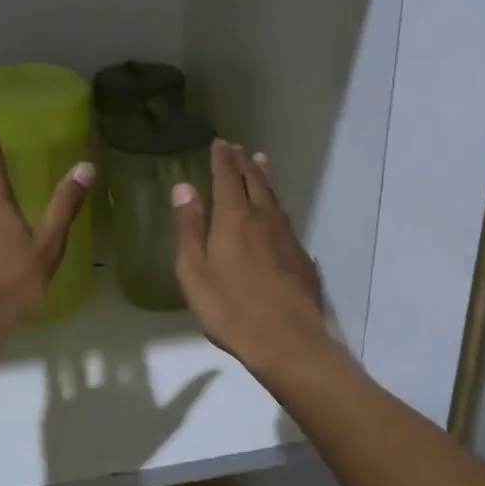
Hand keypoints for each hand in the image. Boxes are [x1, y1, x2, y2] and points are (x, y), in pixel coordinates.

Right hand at [172, 141, 333, 374]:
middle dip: (244, 163)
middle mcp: (263, 219)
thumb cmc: (229, 309)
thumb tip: (183, 186)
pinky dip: (276, 207)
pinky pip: (285, 221)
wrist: (286, 341)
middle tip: (238, 148)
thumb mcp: (194, 271)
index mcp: (234, 219)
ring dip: (264, 179)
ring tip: (260, 164)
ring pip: (274, 199)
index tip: (220, 143)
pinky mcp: (301, 257)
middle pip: (255, 182)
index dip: (222, 159)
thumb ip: (189, 228)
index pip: (227, 178)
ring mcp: (287, 237)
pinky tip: (276, 215)